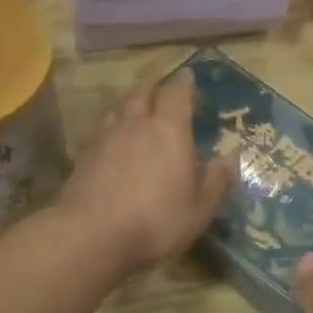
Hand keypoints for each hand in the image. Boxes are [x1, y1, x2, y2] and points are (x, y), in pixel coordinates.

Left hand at [56, 70, 235, 277]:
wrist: (91, 238)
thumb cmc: (156, 221)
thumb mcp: (199, 208)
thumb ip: (215, 180)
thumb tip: (228, 157)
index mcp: (169, 130)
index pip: (176, 94)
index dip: (184, 83)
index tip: (188, 75)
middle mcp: (135, 125)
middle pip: (142, 94)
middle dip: (154, 89)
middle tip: (162, 92)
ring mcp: (105, 140)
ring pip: (118, 111)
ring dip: (130, 107)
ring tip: (137, 115)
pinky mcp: (83, 159)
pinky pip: (102, 133)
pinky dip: (113, 132)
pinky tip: (115, 146)